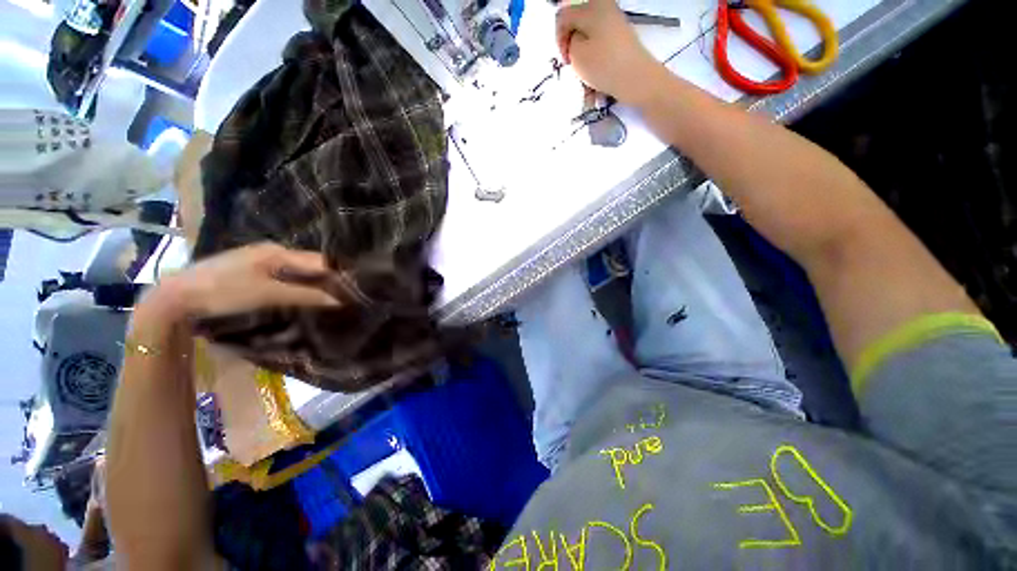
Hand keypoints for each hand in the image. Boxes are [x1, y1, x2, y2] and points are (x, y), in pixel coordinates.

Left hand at [139, 243, 339, 325]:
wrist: (177, 296)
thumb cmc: (224, 291)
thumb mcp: (267, 295)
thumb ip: (304, 295)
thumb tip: (339, 300)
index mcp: (278, 252)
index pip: (319, 260)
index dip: (339, 273)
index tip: (356, 287)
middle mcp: (273, 250)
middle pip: (310, 263)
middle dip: (328, 277)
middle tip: (346, 294)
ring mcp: (261, 259)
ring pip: (298, 269)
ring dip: (313, 281)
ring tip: (330, 295)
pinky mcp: (252, 269)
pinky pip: (285, 273)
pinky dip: (298, 283)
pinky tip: (302, 293)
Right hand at [556, 0, 662, 103]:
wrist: (636, 79)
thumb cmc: (603, 65)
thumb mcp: (576, 53)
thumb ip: (570, 40)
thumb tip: (574, 38)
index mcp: (591, 6)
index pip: (563, 16)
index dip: (559, 39)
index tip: (565, 59)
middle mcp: (604, 8)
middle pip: (578, 27)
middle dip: (573, 49)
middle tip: (574, 67)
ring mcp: (615, 23)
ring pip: (589, 42)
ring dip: (584, 62)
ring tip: (586, 81)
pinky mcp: (622, 40)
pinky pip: (601, 50)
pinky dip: (596, 66)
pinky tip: (596, 85)